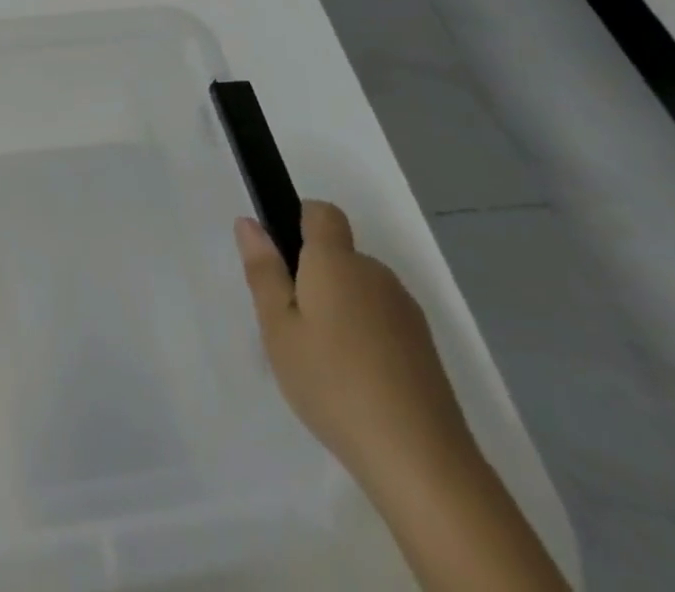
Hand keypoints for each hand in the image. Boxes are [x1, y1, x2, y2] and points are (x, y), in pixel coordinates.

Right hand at [235, 201, 475, 490]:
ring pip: (360, 289)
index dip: (299, 222)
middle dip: (314, 276)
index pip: (322, 213)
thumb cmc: (332, 383)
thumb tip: (249, 223)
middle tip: (291, 324)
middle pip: (339, 255)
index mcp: (336, 261)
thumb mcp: (278, 328)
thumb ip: (264, 271)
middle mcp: (375, 273)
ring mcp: (405, 311)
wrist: (420, 460)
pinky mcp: (424, 347)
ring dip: (340, 307)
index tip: (282, 261)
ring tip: (322, 360)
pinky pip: (382, 320)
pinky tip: (356, 381)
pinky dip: (365, 335)